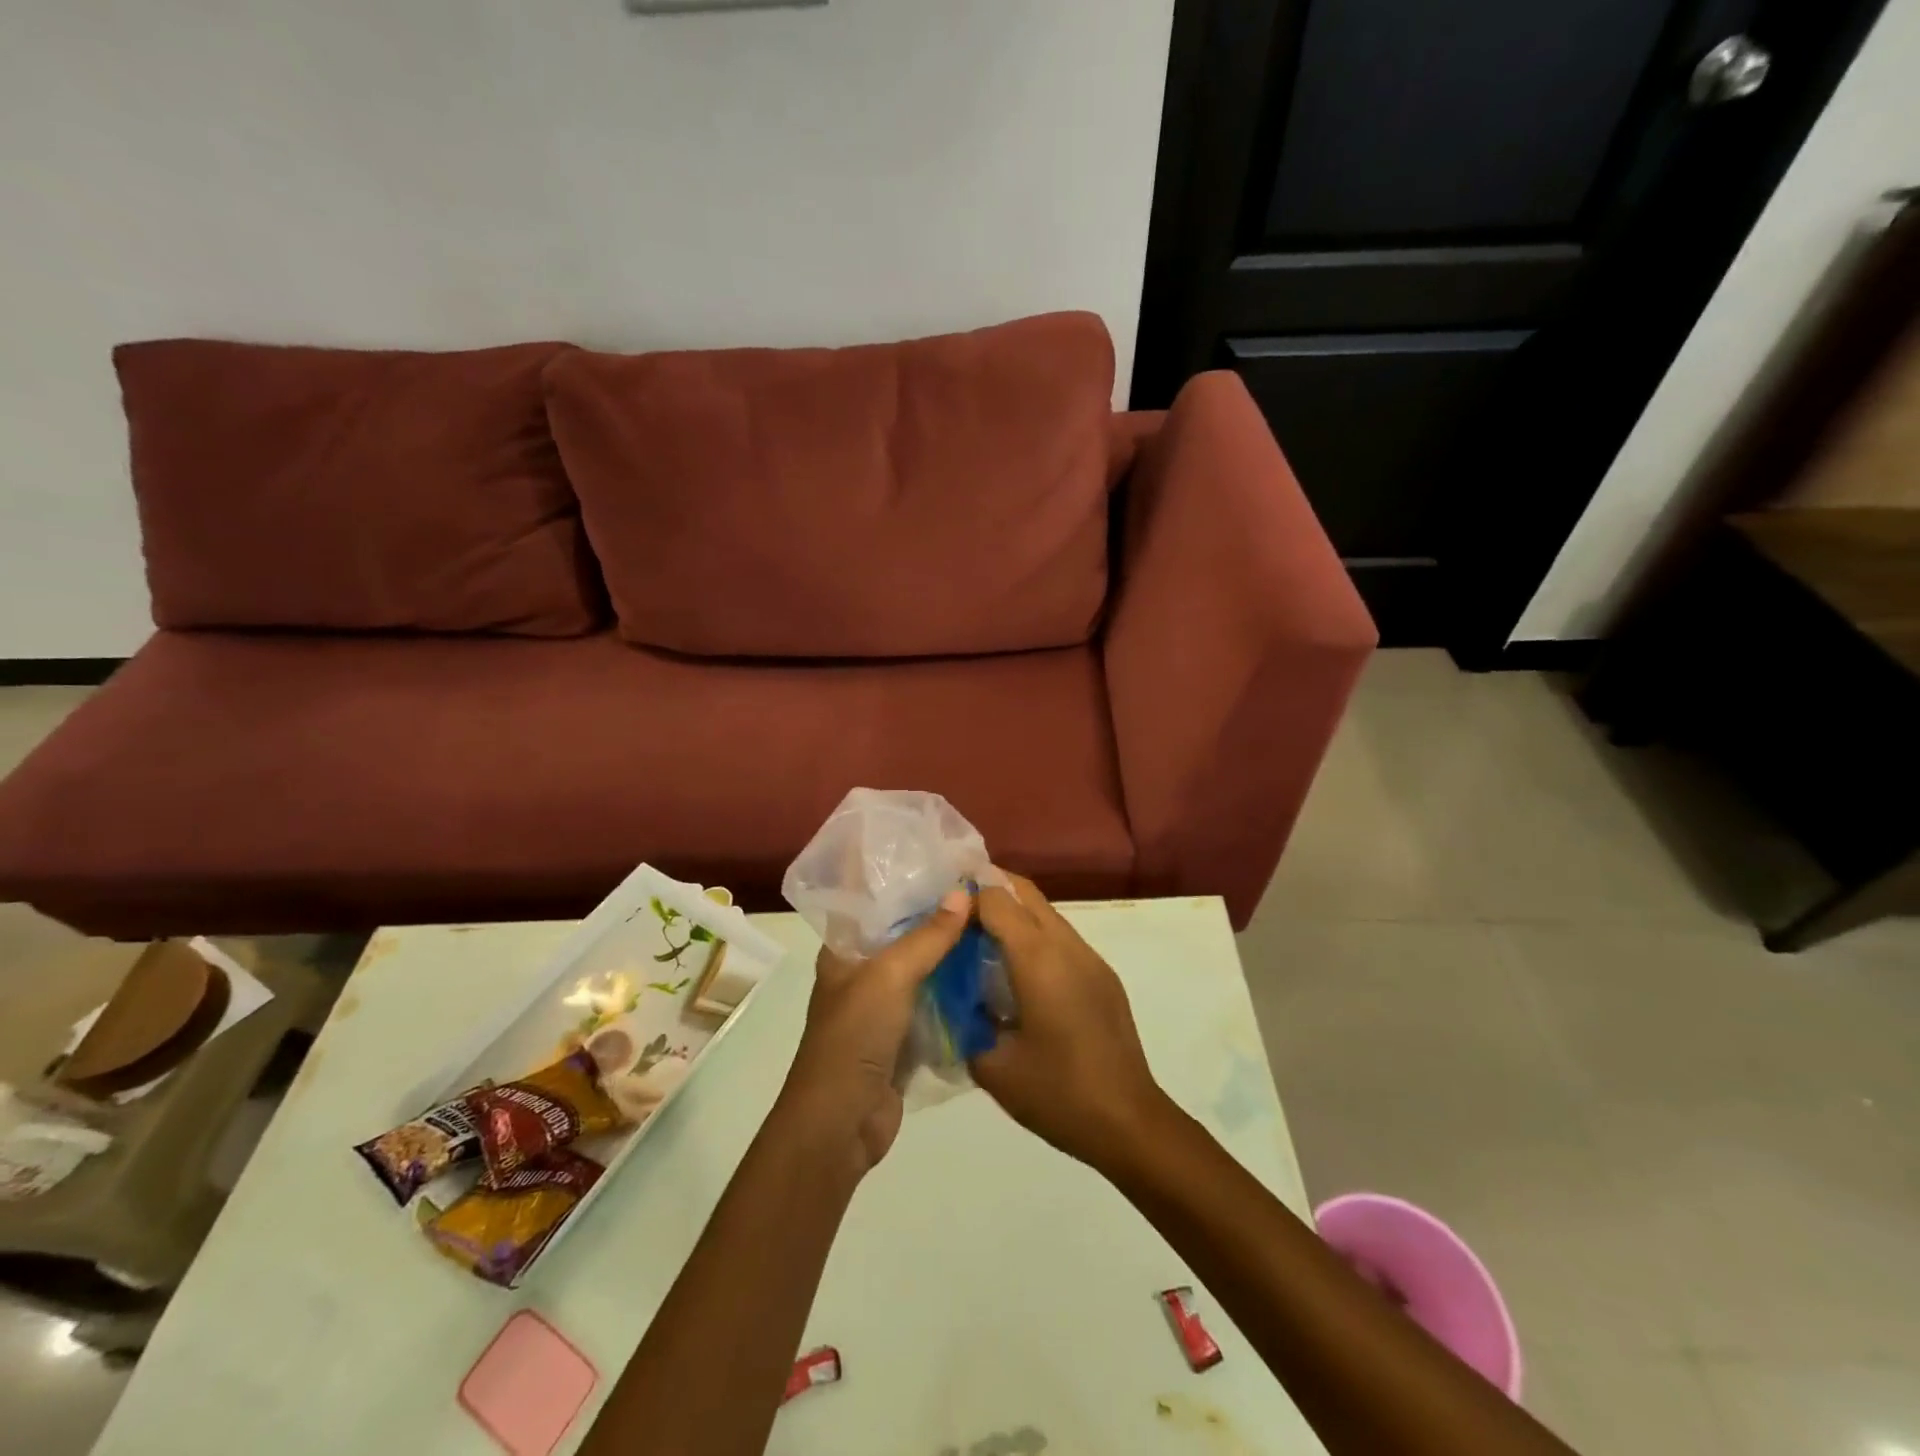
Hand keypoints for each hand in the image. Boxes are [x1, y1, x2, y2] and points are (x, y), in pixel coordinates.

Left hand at [776, 887, 971, 1178]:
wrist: (841, 1122)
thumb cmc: (854, 1035)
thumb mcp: (890, 975)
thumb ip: (928, 936)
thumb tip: (963, 893)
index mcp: (844, 950)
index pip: (872, 902)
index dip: (902, 881)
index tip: (942, 861)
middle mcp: (861, 972)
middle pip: (903, 934)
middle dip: (937, 915)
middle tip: (980, 890)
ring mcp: (883, 1006)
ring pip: (922, 968)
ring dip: (950, 952)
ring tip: (992, 923)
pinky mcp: (903, 1036)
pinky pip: (934, 1002)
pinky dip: (955, 989)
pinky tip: (987, 971)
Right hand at [970, 874, 1170, 1172]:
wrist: (1129, 1123)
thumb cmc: (1057, 1093)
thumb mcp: (993, 1066)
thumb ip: (965, 1021)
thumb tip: (953, 998)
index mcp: (1038, 959)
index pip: (997, 898)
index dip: (966, 896)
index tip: (938, 911)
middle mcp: (1066, 946)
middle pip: (1025, 892)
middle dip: (989, 889)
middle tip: (955, 912)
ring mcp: (1090, 958)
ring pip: (1045, 913)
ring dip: (1013, 914)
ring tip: (981, 942)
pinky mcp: (1103, 976)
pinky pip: (1062, 938)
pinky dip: (1034, 937)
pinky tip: (1018, 973)